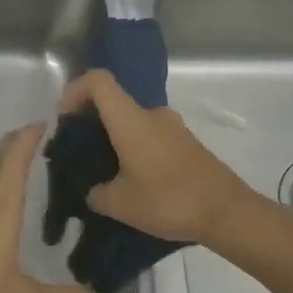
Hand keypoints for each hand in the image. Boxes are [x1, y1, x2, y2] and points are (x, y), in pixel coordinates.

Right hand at [56, 69, 256, 244]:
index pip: (98, 80)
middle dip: (91, 122)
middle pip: (113, 102)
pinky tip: (135, 182)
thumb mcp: (120, 204)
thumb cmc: (168, 200)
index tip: (65, 120)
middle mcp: (151, 114)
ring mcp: (172, 127)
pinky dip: (135, 149)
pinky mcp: (186, 143)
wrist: (227, 212)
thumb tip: (93, 191)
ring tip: (107, 174)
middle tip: (81, 155)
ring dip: (115, 139)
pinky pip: (151, 136)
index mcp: (130, 119)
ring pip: (133, 122)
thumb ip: (96, 193)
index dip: (74, 91)